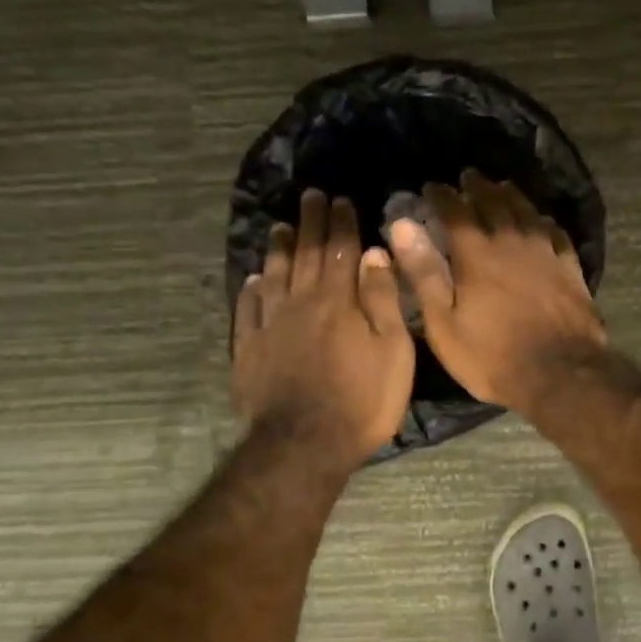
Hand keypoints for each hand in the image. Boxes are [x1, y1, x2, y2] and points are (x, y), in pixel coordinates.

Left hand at [233, 190, 414, 464]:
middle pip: (305, 254)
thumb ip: (381, 299)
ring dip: (279, 249)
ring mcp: (270, 325)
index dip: (341, 223)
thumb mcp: (392, 350)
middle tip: (309, 196)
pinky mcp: (249, 349)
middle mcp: (300, 302)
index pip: (340, 250)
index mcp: (338, 300)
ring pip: (273, 276)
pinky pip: (248, 310)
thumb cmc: (362, 400)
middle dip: (310, 223)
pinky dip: (251, 290)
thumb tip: (373, 253)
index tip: (341, 199)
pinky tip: (253, 279)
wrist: (305, 444)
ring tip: (280, 227)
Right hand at [385, 170, 605, 412]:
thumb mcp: (444, 322)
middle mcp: (512, 242)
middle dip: (478, 187)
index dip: (442, 196)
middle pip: (494, 203)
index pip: (456, 211)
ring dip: (512, 195)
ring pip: (527, 212)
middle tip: (468, 176)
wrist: (560, 373)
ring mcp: (546, 253)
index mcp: (477, 254)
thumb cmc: (492, 355)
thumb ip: (424, 272)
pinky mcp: (570, 269)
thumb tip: (403, 226)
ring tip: (502, 186)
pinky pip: (556, 233)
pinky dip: (544, 222)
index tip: (432, 186)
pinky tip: (542, 221)